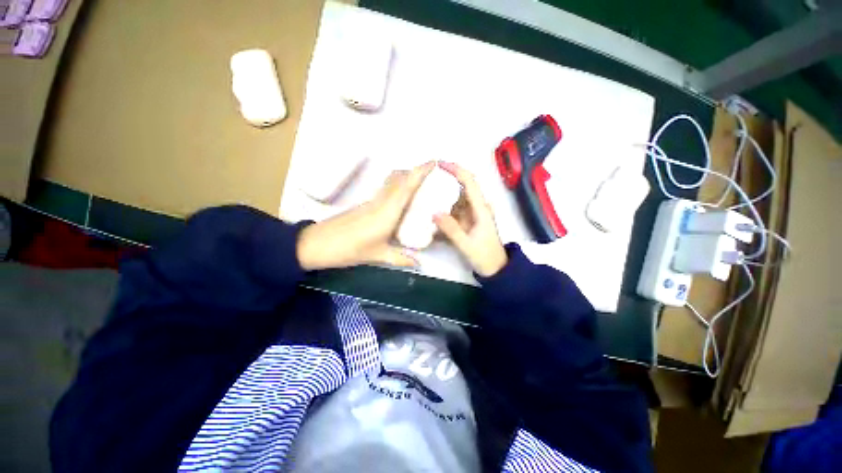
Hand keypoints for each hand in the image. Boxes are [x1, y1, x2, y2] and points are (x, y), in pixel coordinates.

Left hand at [296, 161, 434, 269]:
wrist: (317, 243)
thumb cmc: (349, 249)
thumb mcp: (377, 255)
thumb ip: (400, 258)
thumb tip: (419, 263)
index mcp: (387, 212)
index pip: (406, 186)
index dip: (420, 172)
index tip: (433, 162)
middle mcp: (381, 201)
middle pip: (399, 179)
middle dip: (416, 172)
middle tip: (433, 175)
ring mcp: (372, 201)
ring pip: (392, 182)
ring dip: (406, 177)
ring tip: (422, 184)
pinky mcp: (366, 204)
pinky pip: (386, 189)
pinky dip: (398, 186)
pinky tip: (403, 198)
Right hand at [434, 162, 507, 276]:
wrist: (496, 270)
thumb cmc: (485, 257)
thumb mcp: (467, 245)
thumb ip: (451, 230)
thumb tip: (434, 212)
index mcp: (480, 209)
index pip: (469, 183)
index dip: (456, 170)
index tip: (440, 164)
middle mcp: (477, 207)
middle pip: (462, 187)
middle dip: (446, 180)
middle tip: (427, 179)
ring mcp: (472, 214)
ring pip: (456, 199)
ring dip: (443, 195)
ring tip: (425, 194)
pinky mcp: (467, 221)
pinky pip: (454, 210)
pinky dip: (444, 209)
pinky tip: (432, 211)